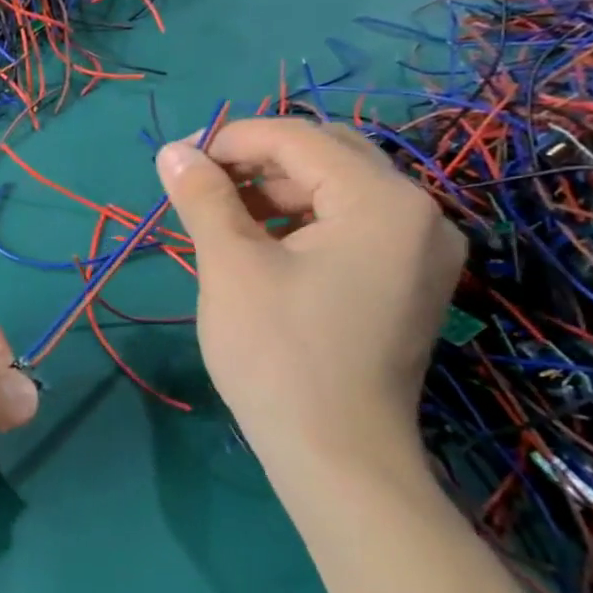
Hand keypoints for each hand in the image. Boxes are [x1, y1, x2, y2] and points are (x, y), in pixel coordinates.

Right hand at [156, 119, 464, 470]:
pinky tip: (262, 246)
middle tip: (200, 189)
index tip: (179, 163)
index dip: (231, 140)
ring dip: (276, 191)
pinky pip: (351, 224)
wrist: (336, 455)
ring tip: (223, 218)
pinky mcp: (409, 280)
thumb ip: (202, 195)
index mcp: (383, 200)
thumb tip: (171, 151)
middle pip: (326, 154)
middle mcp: (419, 213)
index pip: (297, 137)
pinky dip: (302, 221)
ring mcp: (421, 249)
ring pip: (338, 189)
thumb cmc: (278, 353)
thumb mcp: (230, 265)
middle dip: (256, 162)